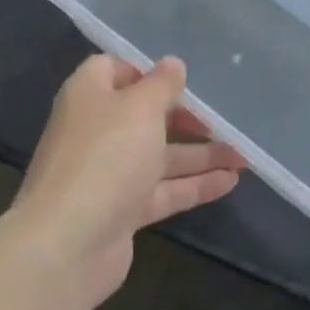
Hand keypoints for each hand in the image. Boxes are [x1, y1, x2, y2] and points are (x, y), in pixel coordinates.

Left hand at [8, 55, 243, 309]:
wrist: (66, 245)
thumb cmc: (104, 157)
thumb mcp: (140, 108)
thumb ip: (161, 84)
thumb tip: (173, 64)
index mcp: (89, 95)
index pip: (115, 69)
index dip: (147, 71)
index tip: (181, 79)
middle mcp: (96, 130)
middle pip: (144, 115)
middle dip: (184, 117)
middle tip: (221, 118)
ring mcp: (108, 173)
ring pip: (159, 156)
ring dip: (199, 155)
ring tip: (243, 155)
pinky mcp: (121, 211)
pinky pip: (163, 190)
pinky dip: (194, 185)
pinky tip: (231, 181)